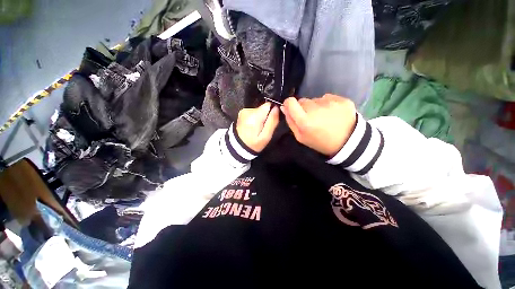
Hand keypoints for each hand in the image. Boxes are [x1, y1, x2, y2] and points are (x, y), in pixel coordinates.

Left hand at [236, 102, 279, 152]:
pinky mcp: (241, 113)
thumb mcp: (266, 136)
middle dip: (265, 117)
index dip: (272, 112)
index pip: (268, 105)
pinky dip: (254, 119)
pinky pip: (253, 113)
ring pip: (258, 110)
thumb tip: (276, 108)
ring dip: (260, 118)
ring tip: (257, 129)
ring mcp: (243, 111)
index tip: (270, 122)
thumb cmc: (254, 144)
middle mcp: (248, 111)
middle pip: (263, 108)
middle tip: (263, 128)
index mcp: (254, 116)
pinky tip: (252, 127)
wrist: (238, 147)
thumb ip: (272, 121)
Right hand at [281, 94, 356, 156]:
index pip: (290, 102)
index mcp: (305, 120)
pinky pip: (328, 98)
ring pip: (315, 99)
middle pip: (302, 101)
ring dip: (316, 106)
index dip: (289, 104)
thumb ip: (291, 122)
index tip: (292, 108)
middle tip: (311, 118)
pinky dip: (327, 104)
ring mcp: (330, 103)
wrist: (348, 142)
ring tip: (324, 117)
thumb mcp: (301, 137)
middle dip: (304, 108)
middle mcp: (316, 109)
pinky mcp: (342, 99)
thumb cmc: (320, 142)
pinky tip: (333, 113)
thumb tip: (284, 107)